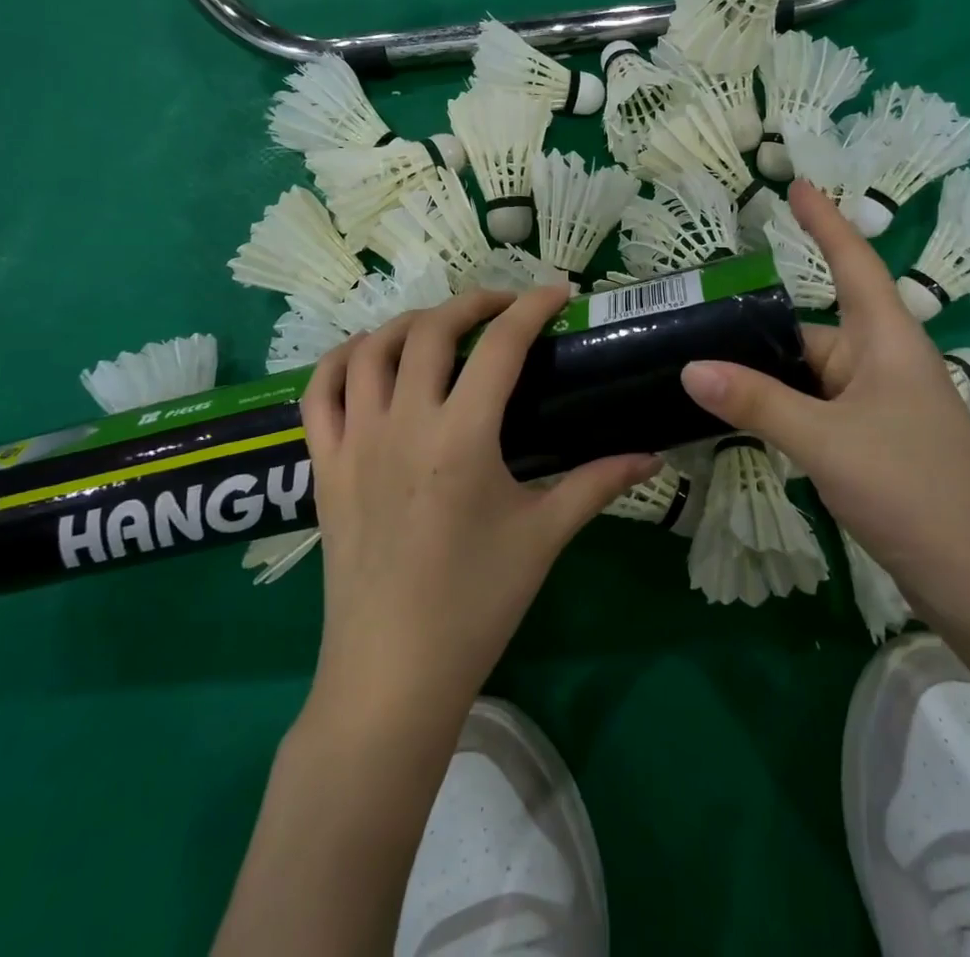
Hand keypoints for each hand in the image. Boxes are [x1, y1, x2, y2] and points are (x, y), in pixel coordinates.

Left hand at [302, 286, 657, 716]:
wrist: (392, 676)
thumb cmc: (475, 605)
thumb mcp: (543, 536)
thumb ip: (597, 484)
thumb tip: (651, 455)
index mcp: (461, 437)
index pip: (501, 346)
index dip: (532, 308)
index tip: (558, 294)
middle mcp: (403, 423)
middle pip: (431, 330)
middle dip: (472, 303)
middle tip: (504, 307)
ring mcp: (354, 442)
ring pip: (370, 349)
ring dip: (408, 323)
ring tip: (440, 328)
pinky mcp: (324, 466)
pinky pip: (318, 392)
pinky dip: (340, 360)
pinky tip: (367, 358)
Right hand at [679, 181, 969, 625]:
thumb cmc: (917, 493)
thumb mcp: (828, 443)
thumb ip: (759, 403)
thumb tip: (691, 367)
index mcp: (887, 341)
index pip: (853, 261)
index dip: (824, 221)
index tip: (794, 184)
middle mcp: (882, 364)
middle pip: (810, 329)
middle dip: (756, 328)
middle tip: (688, 320)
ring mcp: (876, 409)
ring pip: (807, 377)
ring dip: (761, 377)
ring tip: (695, 367)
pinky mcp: (870, 447)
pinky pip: (812, 412)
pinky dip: (776, 411)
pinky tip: (735, 418)